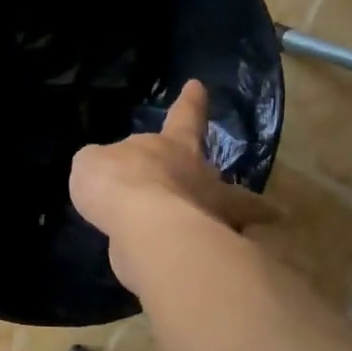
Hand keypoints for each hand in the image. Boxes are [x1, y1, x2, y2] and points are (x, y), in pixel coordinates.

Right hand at [70, 80, 273, 292]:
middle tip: (256, 204)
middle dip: (234, 191)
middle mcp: (199, 178)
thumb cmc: (120, 181)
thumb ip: (105, 167)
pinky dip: (208, 254)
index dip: (189, 103)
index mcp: (173, 147)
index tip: (197, 87)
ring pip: (231, 218)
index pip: (183, 116)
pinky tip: (197, 263)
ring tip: (243, 236)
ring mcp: (209, 216)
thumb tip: (113, 177)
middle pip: (222, 180)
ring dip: (238, 224)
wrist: (144, 227)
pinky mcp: (207, 251)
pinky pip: (209, 249)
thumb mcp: (94, 164)